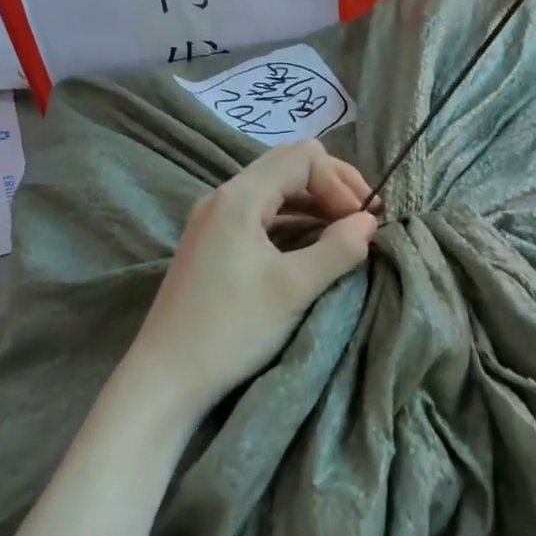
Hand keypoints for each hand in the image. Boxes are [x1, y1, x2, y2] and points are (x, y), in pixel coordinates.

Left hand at [125, 141, 378, 417]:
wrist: (166, 377)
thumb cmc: (231, 329)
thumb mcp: (294, 288)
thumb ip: (338, 249)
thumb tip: (369, 223)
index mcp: (239, 197)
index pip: (303, 157)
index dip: (340, 182)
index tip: (363, 221)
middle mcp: (223, 197)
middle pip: (289, 166)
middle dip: (332, 186)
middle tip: (362, 220)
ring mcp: (214, 220)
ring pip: (275, 191)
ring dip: (314, 204)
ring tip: (344, 233)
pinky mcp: (213, 244)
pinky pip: (262, 215)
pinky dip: (294, 222)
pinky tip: (312, 246)